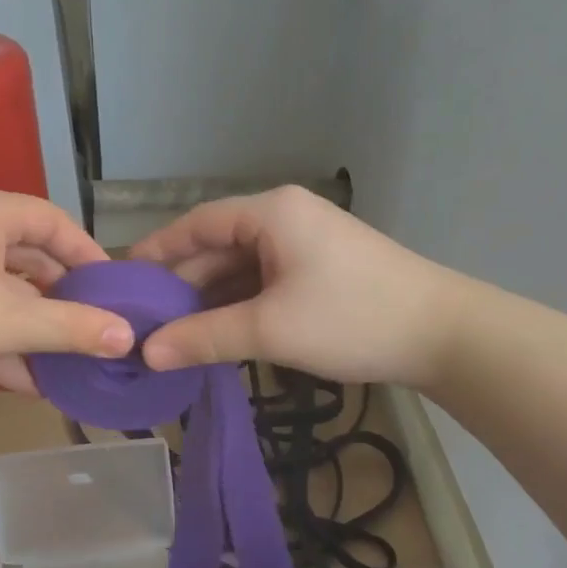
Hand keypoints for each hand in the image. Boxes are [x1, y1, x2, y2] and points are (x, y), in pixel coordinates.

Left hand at [0, 187, 130, 390]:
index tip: (115, 295)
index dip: (90, 259)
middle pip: (30, 260)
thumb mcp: (9, 324)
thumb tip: (129, 336)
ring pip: (0, 291)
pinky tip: (16, 379)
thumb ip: (72, 329)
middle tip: (91, 335)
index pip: (57, 224)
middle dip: (61, 305)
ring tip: (60, 371)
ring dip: (29, 331)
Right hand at [128, 185, 466, 385]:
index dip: (157, 252)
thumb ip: (205, 338)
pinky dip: (241, 307)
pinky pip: (266, 282)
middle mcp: (285, 218)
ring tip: (173, 335)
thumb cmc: (352, 318)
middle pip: (218, 247)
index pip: (196, 224)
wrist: (443, 333)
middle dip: (183, 285)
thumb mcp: (270, 329)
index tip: (123, 281)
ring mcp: (306, 244)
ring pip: (242, 269)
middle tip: (144, 322)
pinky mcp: (321, 270)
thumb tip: (147, 354)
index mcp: (270, 212)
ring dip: (211, 301)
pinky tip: (219, 335)